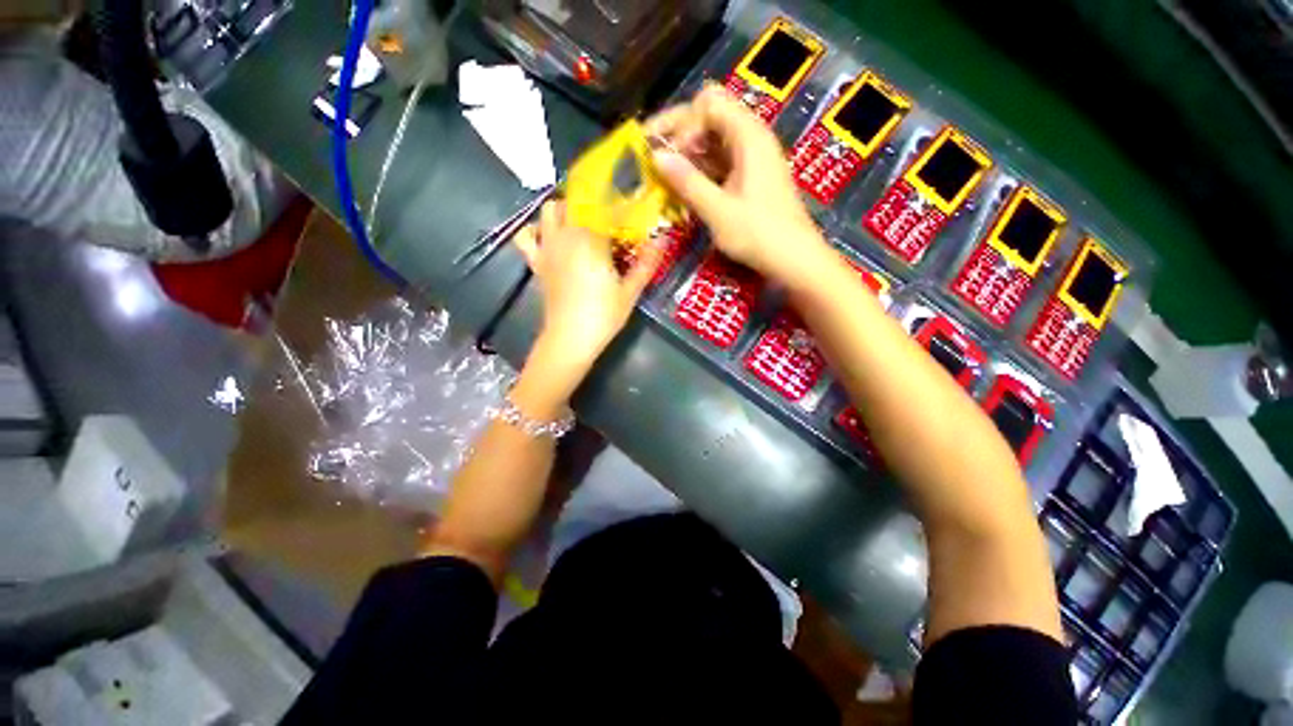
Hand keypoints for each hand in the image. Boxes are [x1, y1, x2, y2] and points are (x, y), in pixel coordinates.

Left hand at [513, 201, 661, 373]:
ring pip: (549, 211)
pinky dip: (535, 230)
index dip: (622, 206)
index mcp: (592, 240)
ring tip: (580, 222)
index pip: (607, 209)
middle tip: (609, 218)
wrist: (570, 339)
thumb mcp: (630, 291)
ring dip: (564, 210)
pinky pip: (526, 236)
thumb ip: (646, 263)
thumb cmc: (603, 315)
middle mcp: (566, 236)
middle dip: (593, 203)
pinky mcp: (537, 263)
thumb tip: (663, 239)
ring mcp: (547, 248)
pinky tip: (548, 236)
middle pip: (576, 202)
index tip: (634, 208)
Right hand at [646, 83, 835, 288]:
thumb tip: (656, 156)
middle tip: (654, 157)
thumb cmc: (758, 234)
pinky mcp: (753, 177)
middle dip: (679, 133)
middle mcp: (752, 138)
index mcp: (748, 136)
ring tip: (665, 176)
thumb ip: (687, 182)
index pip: (708, 103)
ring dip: (689, 154)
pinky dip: (702, 169)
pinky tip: (687, 187)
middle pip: (710, 116)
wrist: (794, 258)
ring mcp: (754, 158)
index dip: (682, 123)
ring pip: (715, 140)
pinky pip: (722, 161)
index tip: (667, 153)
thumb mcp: (718, 210)